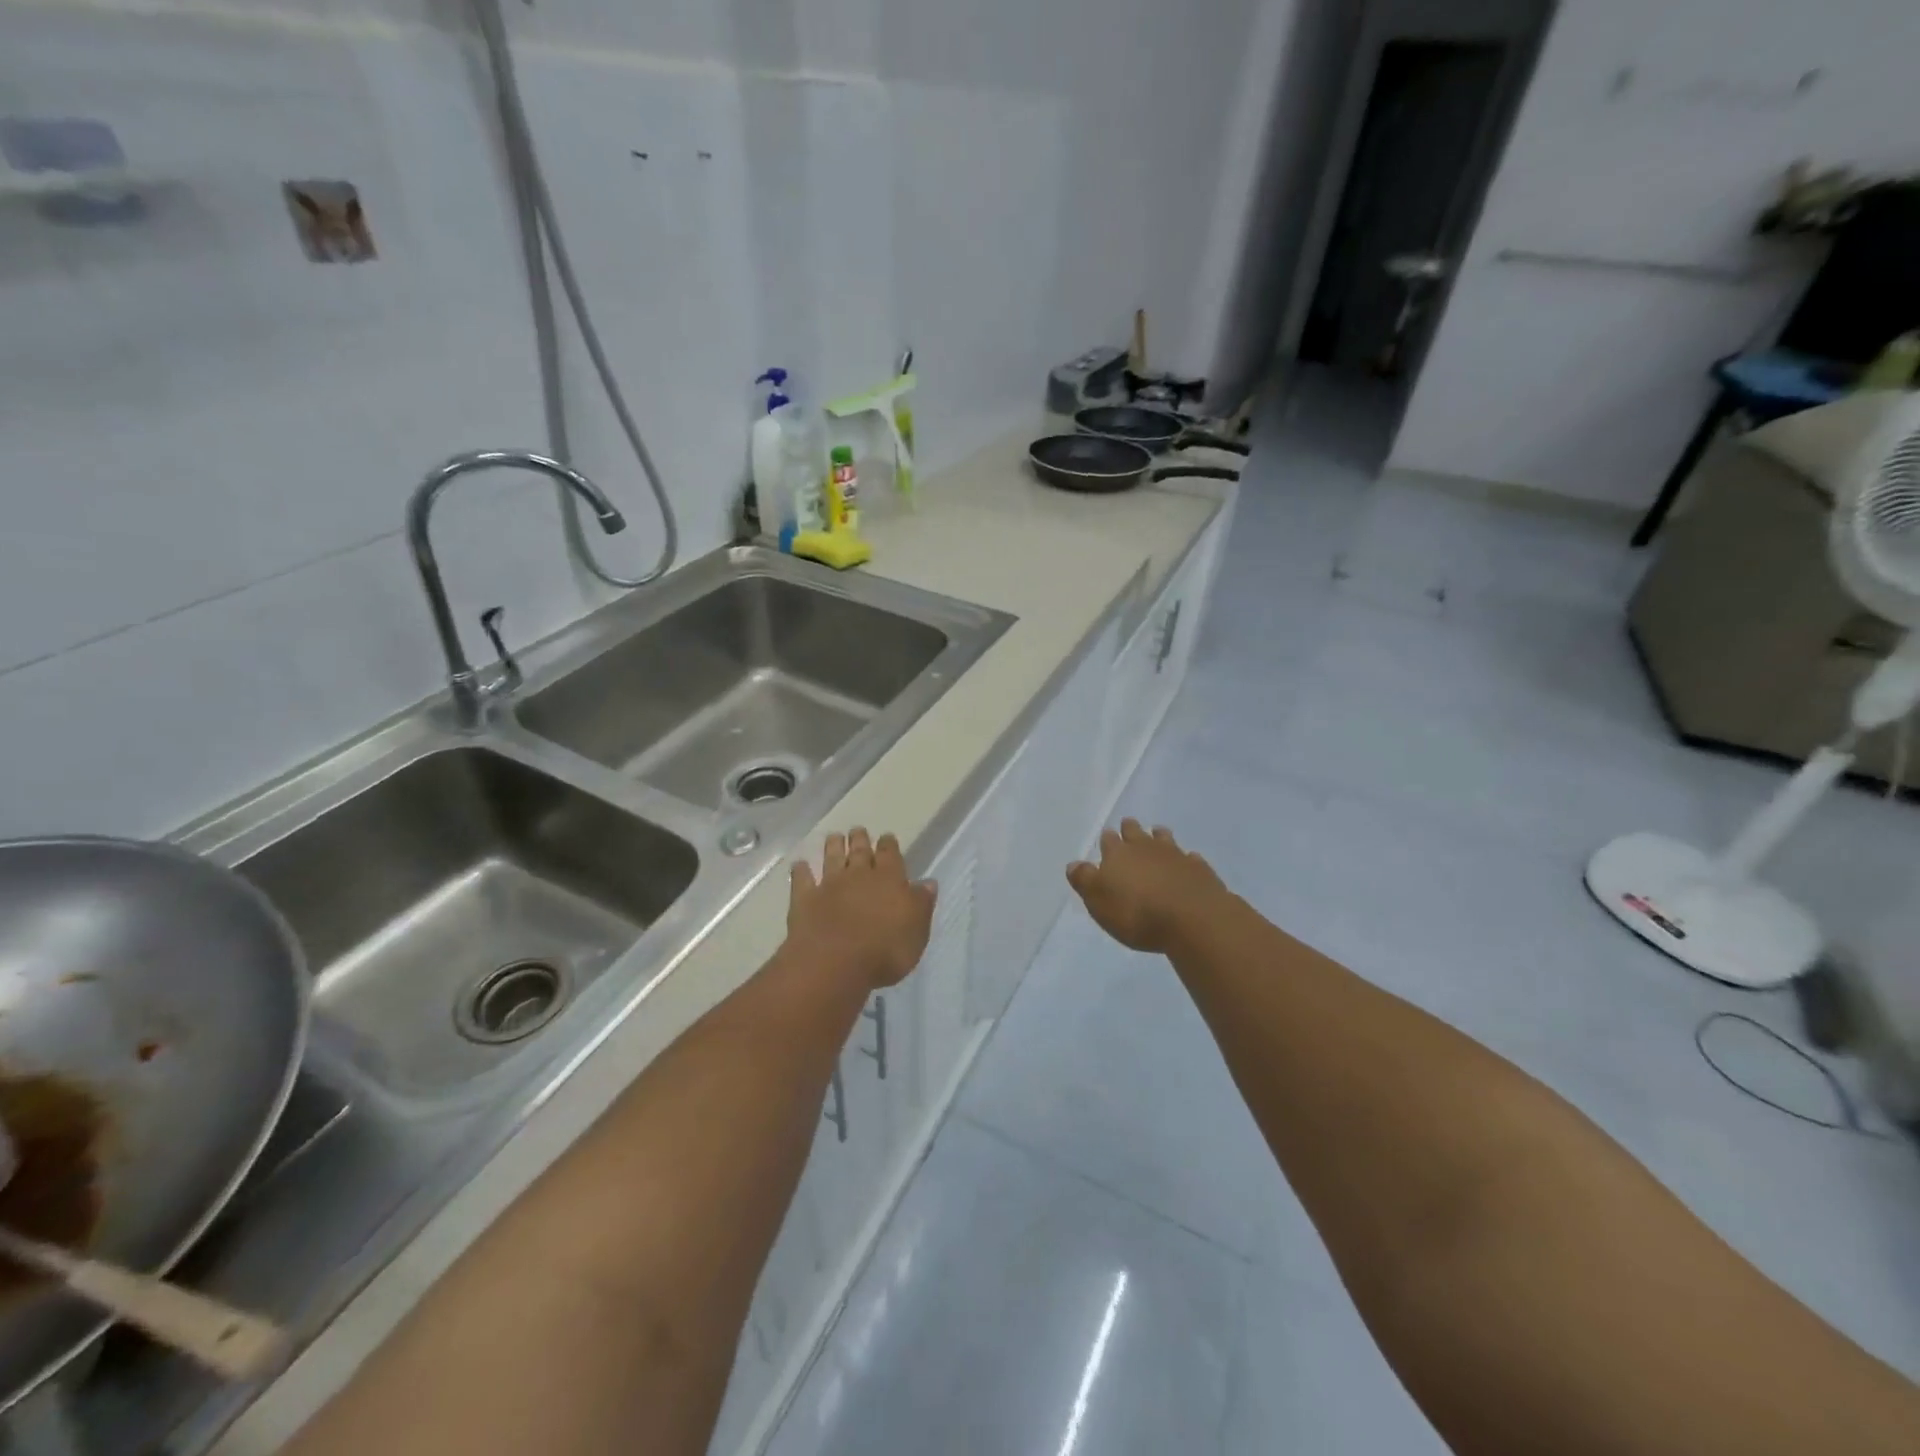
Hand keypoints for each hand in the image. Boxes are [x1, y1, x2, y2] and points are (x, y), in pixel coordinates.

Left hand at [788, 828, 936, 988]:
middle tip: (858, 830)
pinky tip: (799, 864)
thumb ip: (921, 903)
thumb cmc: (886, 950)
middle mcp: (858, 875)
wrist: (835, 963)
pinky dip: (801, 871)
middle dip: (860, 839)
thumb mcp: (917, 931)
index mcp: (889, 880)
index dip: (889, 845)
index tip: (887, 836)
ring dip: (833, 846)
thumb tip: (928, 882)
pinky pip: (802, 880)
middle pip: (859, 851)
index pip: (890, 855)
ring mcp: (829, 885)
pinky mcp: (804, 900)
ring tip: (834, 836)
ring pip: (831, 858)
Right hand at [1067, 819, 1227, 953]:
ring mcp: (1175, 855)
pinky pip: (1190, 858)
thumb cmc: (1136, 913)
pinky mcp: (1199, 869)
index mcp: (1118, 854)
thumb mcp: (1098, 901)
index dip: (1107, 839)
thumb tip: (1073, 864)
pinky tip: (1187, 861)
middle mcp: (1145, 848)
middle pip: (1135, 832)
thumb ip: (1085, 880)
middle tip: (1129, 826)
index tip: (1107, 836)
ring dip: (1159, 836)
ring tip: (1157, 834)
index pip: (1109, 840)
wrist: (1192, 918)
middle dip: (1130, 829)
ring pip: (1164, 839)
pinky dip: (1186, 858)